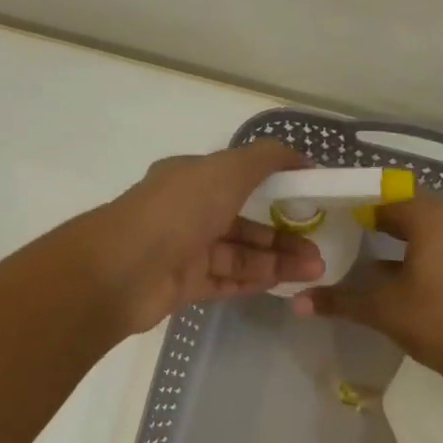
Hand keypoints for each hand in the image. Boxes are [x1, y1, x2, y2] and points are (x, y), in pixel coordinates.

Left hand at [91, 141, 324, 333]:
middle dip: (284, 234)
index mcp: (192, 178)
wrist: (123, 270)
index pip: (239, 178)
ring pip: (239, 255)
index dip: (276, 187)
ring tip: (315, 270)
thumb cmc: (177, 211)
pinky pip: (225, 281)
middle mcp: (187, 212)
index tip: (310, 199)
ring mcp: (184, 251)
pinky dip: (253, 281)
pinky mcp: (182, 286)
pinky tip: (283, 284)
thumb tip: (299, 156)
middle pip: (244, 223)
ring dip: (277, 260)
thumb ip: (265, 159)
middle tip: (320, 249)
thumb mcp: (226, 170)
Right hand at [290, 196, 442, 383]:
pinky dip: (422, 247)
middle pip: (406, 207)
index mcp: (431, 215)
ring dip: (399, 235)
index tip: (330, 222)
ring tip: (367, 254)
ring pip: (427, 224)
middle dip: (376, 220)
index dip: (354, 208)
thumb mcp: (383, 310)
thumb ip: (340, 301)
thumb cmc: (438, 322)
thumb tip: (296, 303)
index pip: (383, 198)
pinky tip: (401, 272)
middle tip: (344, 237)